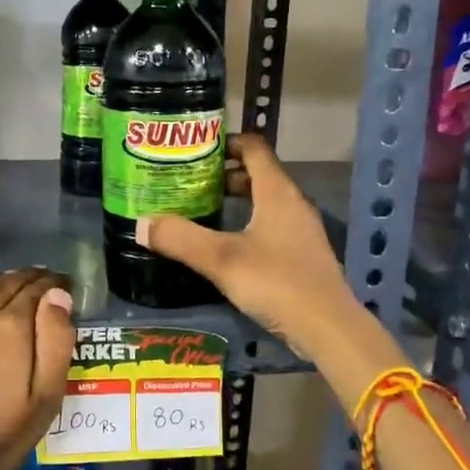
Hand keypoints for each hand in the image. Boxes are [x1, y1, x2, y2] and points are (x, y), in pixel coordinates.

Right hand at [136, 134, 355, 360]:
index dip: (225, 142)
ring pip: (264, 201)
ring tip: (201, 211)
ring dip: (236, 200)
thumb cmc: (276, 282)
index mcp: (277, 191)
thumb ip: (181, 239)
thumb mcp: (221, 260)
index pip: (253, 147)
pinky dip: (247, 223)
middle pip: (257, 174)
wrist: (328, 328)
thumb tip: (142, 223)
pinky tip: (227, 245)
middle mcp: (292, 203)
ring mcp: (301, 229)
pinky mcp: (302, 254)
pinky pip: (271, 225)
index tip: (195, 150)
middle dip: (223, 174)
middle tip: (189, 183)